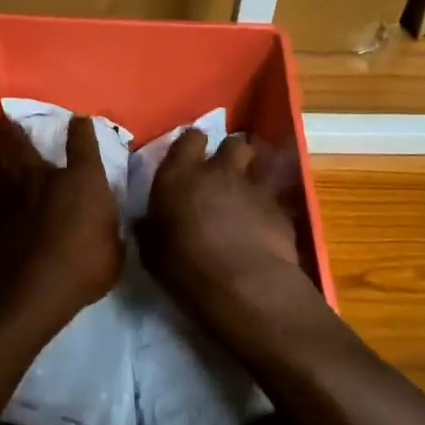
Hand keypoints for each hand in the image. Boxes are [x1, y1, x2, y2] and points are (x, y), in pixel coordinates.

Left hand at [0, 110, 123, 340]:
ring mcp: (7, 192)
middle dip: (15, 128)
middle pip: (25, 141)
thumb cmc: (80, 272)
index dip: (82, 129)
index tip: (80, 121)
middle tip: (5, 117)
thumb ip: (107, 231)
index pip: (84, 142)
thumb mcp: (112, 255)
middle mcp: (43, 175)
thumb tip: (104, 224)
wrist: (22, 292)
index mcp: (82, 181)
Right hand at [136, 130, 313, 337]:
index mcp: (180, 175)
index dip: (192, 146)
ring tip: (246, 193)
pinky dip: (268, 204)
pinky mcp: (279, 206)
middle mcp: (218, 170)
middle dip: (229, 155)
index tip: (190, 160)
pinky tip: (264, 222)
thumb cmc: (186, 268)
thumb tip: (145, 222)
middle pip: (232, 144)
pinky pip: (274, 194)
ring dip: (251, 173)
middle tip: (223, 175)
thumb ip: (150, 229)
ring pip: (258, 162)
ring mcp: (253, 185)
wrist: (243, 285)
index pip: (190, 139)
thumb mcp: (152, 252)